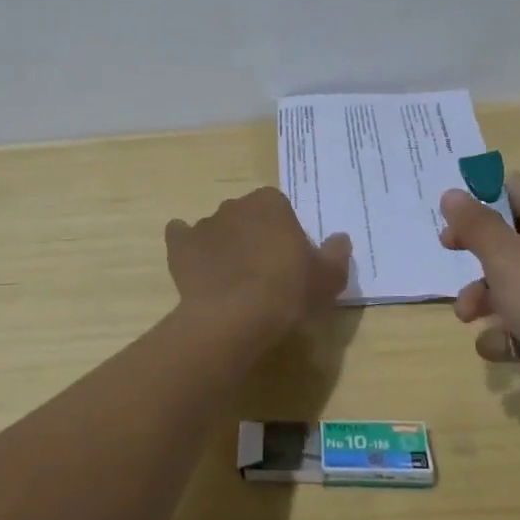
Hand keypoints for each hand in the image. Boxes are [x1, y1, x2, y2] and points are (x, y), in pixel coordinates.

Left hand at [166, 187, 350, 341]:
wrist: (234, 317)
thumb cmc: (287, 291)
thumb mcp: (329, 277)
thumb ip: (336, 254)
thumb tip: (340, 238)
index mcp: (271, 203)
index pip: (280, 209)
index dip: (284, 234)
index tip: (290, 261)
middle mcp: (235, 205)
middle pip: (247, 216)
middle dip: (253, 236)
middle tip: (263, 272)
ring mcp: (204, 224)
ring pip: (217, 229)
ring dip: (224, 245)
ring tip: (232, 281)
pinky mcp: (179, 246)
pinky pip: (182, 238)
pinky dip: (188, 248)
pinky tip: (196, 266)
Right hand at [438, 173, 519, 441]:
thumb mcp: (509, 261)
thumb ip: (476, 226)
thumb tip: (452, 192)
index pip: (512, 190)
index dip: (475, 206)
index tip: (447, 234)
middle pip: (514, 242)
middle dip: (480, 268)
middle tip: (457, 289)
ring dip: (493, 305)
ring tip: (474, 326)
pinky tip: (511, 356)